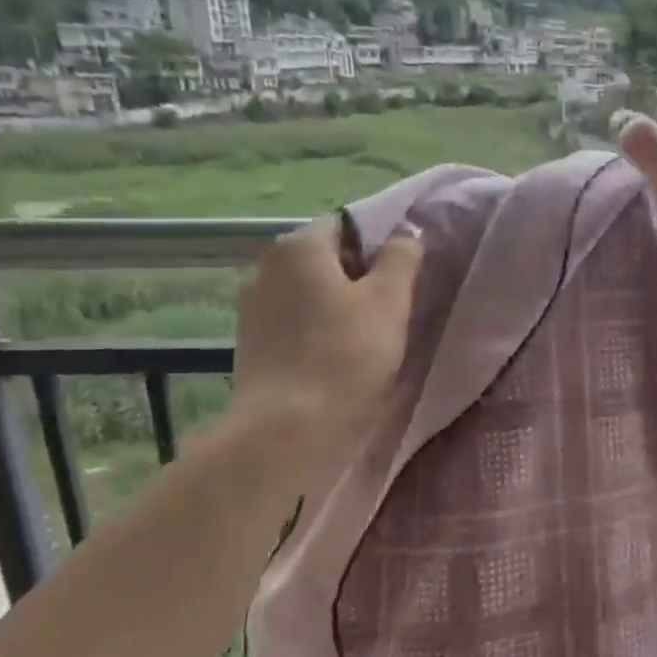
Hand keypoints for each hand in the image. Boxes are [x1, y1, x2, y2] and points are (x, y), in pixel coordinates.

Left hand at [228, 218, 423, 455]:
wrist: (289, 431)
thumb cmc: (347, 356)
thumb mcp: (390, 300)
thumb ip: (401, 258)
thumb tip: (406, 232)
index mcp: (299, 246)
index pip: (345, 226)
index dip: (378, 246)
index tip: (403, 276)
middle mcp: (266, 267)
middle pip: (324, 259)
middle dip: (357, 276)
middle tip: (393, 306)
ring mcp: (252, 308)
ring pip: (307, 293)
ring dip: (336, 304)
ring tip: (369, 334)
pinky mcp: (250, 344)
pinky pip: (293, 322)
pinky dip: (316, 329)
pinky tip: (338, 355)